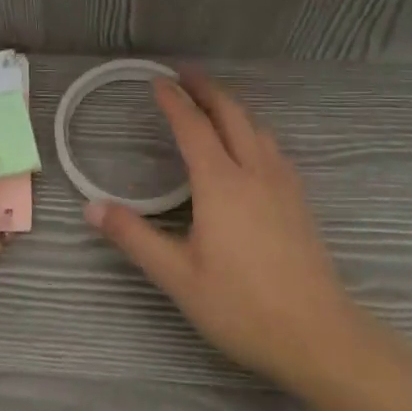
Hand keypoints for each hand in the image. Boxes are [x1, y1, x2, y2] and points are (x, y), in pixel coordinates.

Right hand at [85, 70, 364, 389]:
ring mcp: (283, 186)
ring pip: (257, 129)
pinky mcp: (300, 203)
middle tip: (185, 73)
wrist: (320, 337)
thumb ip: (134, 237)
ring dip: (232, 107)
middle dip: (207, 89)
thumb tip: (91, 207)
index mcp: (220, 183)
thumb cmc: (242, 306)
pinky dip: (253, 131)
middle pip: (231, 115)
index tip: (157, 80)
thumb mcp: (178, 276)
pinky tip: (251, 147)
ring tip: (214, 103)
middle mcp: (254, 173)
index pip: (193, 127)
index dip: (174, 100)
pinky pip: (273, 149)